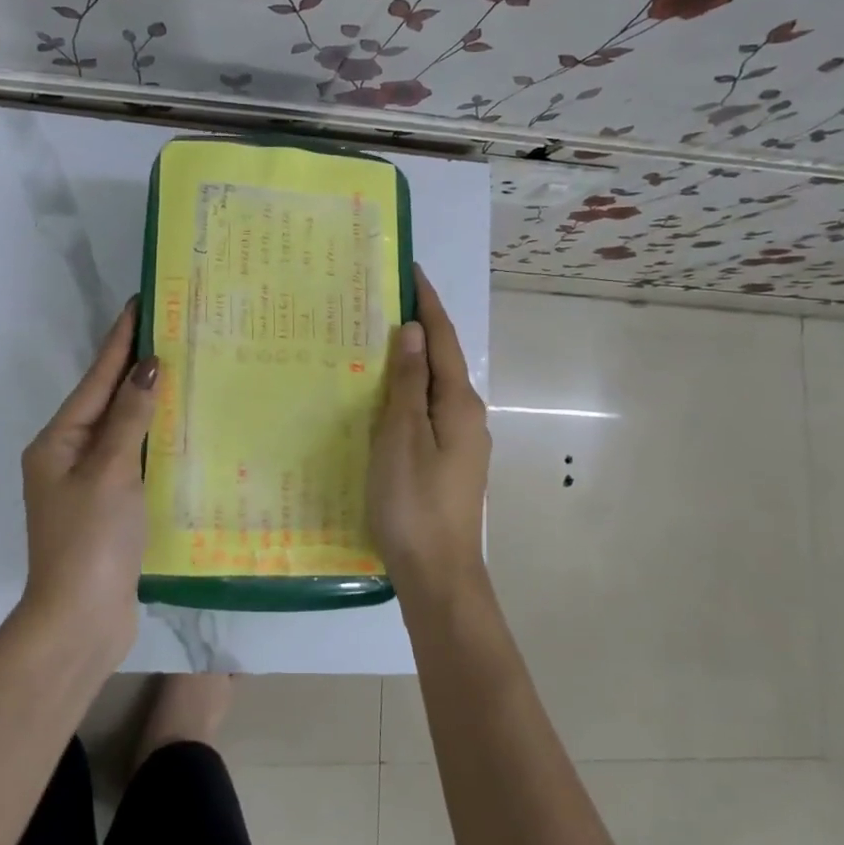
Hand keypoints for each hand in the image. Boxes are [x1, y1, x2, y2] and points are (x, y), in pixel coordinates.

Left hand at [19, 300, 158, 660]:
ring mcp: (88, 483)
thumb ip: (130, 417)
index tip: (141, 303)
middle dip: (136, 366)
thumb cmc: (90, 541)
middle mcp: (68, 456)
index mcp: (58, 441)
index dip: (120, 340)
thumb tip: (148, 365)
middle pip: (107, 400)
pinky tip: (180, 427)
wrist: (80, 621)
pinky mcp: (109, 506)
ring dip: (148, 401)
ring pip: (123, 429)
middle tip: (173, 330)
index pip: (97, 378)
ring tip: (183, 368)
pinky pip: (133, 458)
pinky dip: (154, 439)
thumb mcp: (110, 471)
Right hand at [368, 266, 490, 601]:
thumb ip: (408, 384)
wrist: (438, 574)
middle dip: (416, 329)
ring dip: (411, 362)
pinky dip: (408, 393)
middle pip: (441, 360)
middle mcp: (467, 416)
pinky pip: (427, 412)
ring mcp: (461, 441)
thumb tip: (413, 331)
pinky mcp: (449, 461)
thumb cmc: (414, 503)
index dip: (427, 303)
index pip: (442, 339)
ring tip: (376, 344)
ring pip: (433, 388)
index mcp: (459, 404)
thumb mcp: (402, 438)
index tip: (410, 270)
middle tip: (381, 303)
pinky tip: (384, 398)